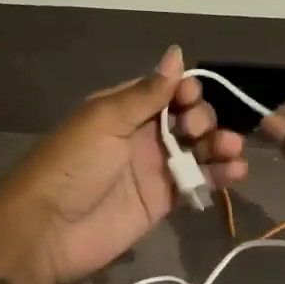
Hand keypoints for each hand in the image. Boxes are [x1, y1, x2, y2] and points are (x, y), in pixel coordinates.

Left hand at [0, 47, 246, 283]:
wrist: (48, 231)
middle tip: (197, 129)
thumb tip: (176, 53)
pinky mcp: (163, 200)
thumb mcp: (106, 120)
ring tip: (232, 150)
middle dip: (202, 117)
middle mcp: (140, 134)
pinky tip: (236, 172)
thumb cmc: (74, 164)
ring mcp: (153, 168)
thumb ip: (147, 92)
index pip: (164, 89)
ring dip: (219, 144)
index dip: (184, 90)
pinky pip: (197, 181)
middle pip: (186, 117)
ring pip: (196, 148)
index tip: (191, 97)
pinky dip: (219, 175)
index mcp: (122, 108)